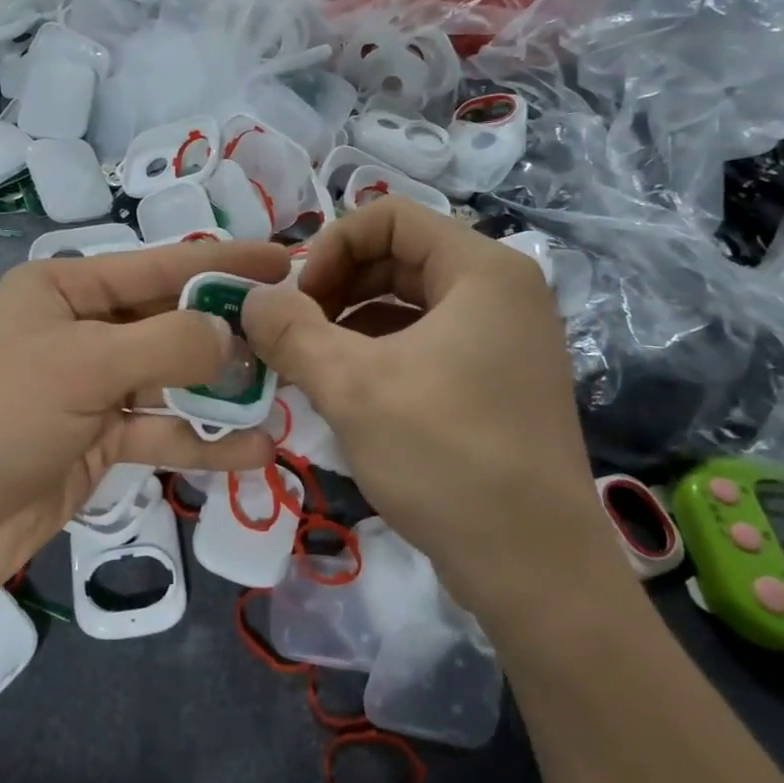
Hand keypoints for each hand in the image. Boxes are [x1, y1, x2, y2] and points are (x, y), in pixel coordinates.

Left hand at [0, 239, 288, 620]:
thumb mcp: (81, 363)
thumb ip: (167, 344)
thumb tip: (232, 334)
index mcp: (66, 289)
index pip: (160, 266)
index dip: (224, 262)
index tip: (286, 261)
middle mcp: (83, 332)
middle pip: (172, 323)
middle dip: (231, 332)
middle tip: (297, 338)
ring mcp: (92, 391)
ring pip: (174, 382)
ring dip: (225, 393)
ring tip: (287, 398)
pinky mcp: (99, 444)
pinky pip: (162, 432)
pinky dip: (203, 441)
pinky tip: (255, 450)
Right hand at [242, 200, 627, 621]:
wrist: (533, 566)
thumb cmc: (446, 458)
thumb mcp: (352, 386)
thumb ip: (290, 331)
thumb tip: (250, 298)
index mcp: (483, 270)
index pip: (389, 216)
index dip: (330, 246)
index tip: (294, 300)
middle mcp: (502, 292)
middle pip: (399, 257)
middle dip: (336, 286)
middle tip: (291, 334)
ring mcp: (504, 338)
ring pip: (409, 303)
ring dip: (350, 322)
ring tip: (308, 363)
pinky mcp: (496, 380)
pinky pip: (426, 342)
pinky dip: (378, 352)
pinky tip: (344, 389)